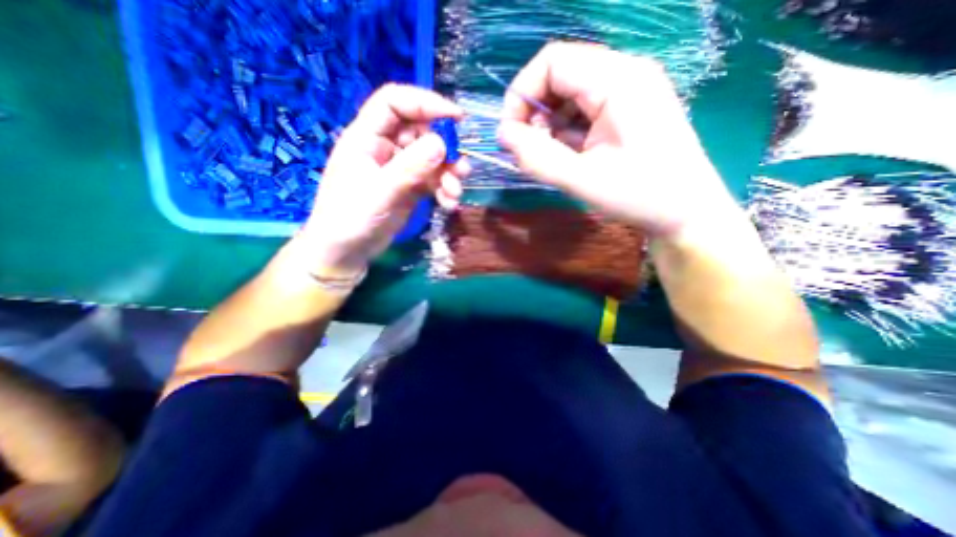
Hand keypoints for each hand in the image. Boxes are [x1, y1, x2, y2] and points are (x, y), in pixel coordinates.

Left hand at [297, 84, 466, 277]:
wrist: (346, 252)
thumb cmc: (350, 219)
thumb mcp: (379, 193)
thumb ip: (409, 168)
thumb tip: (441, 144)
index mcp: (367, 137)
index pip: (395, 102)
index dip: (425, 102)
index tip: (456, 118)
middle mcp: (385, 148)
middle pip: (422, 132)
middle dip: (445, 149)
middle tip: (462, 169)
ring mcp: (399, 169)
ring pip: (432, 158)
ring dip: (448, 173)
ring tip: (455, 192)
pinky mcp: (409, 188)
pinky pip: (433, 180)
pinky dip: (444, 189)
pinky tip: (449, 204)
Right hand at [498, 41, 732, 234]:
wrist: (686, 214)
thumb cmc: (640, 196)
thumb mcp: (581, 180)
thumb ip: (537, 157)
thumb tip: (503, 135)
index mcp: (618, 80)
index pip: (552, 62)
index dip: (521, 95)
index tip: (511, 135)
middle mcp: (624, 74)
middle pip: (560, 75)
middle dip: (534, 112)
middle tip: (528, 151)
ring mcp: (627, 91)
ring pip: (569, 95)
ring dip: (548, 125)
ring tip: (549, 158)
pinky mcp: (626, 110)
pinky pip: (583, 110)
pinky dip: (565, 132)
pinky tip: (568, 156)